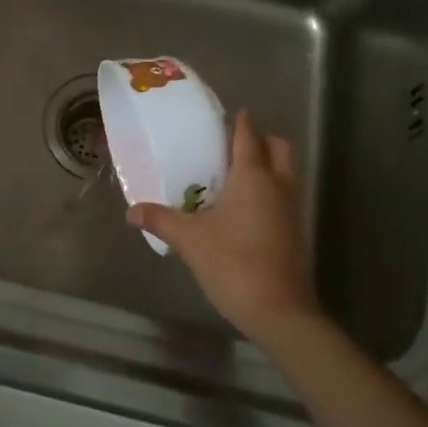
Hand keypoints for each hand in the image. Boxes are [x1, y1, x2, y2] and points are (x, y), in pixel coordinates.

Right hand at [129, 111, 318, 348]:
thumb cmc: (234, 263)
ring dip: (267, 165)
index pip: (248, 135)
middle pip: (279, 147)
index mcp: (253, 176)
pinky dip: (269, 191)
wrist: (280, 311)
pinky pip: (285, 196)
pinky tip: (243, 209)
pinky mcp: (296, 231)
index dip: (238, 122)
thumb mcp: (190, 240)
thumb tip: (131, 211)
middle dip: (261, 140)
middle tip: (232, 146)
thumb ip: (161, 220)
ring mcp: (292, 209)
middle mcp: (278, 185)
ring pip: (286, 172)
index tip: (224, 115)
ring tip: (233, 176)